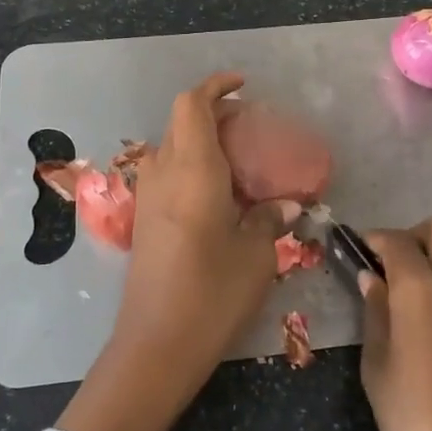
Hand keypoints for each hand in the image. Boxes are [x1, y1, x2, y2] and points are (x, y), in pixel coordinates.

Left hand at [58, 72, 297, 430]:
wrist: (156, 344)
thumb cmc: (212, 293)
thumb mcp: (255, 254)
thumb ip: (270, 219)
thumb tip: (287, 205)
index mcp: (192, 169)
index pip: (193, 105)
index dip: (216, 87)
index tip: (243, 85)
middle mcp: (163, 174)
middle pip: (180, 122)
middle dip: (212, 114)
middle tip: (249, 128)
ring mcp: (147, 198)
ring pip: (171, 148)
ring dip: (200, 141)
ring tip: (237, 161)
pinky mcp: (144, 221)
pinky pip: (166, 175)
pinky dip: (190, 167)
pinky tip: (218, 195)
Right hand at [358, 217, 431, 430]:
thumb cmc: (416, 419)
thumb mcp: (378, 367)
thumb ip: (375, 314)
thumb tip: (371, 278)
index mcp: (422, 289)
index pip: (397, 240)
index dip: (373, 239)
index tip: (355, 250)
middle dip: (412, 236)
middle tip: (388, 267)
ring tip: (407, 293)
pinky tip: (430, 317)